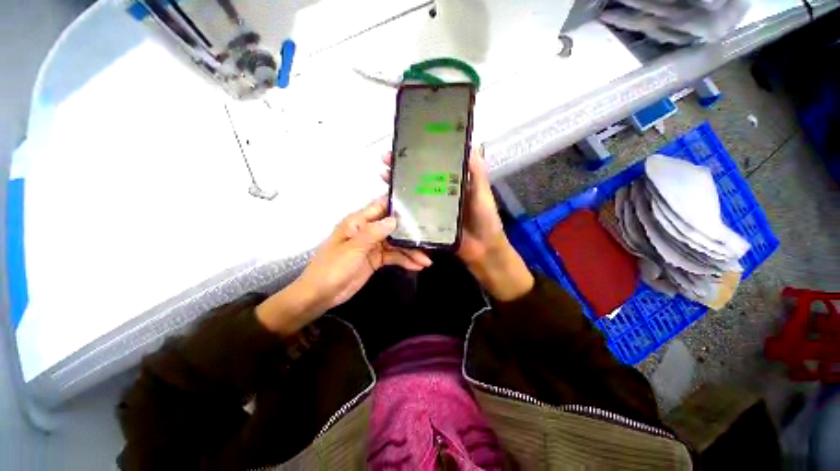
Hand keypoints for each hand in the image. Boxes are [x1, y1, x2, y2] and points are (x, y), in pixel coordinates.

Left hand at [256, 197, 431, 334]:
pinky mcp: (376, 260)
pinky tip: (417, 266)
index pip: (380, 206)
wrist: (320, 295)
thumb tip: (394, 220)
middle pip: (393, 227)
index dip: (397, 204)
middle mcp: (368, 231)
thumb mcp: (353, 249)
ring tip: (427, 260)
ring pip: (396, 244)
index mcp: (358, 222)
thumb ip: (373, 233)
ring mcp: (373, 246)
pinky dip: (405, 261)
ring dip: (411, 251)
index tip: (418, 204)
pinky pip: (393, 257)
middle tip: (430, 237)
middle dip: (411, 232)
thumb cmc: (331, 268)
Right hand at [382, 147, 532, 300]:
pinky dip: (401, 209)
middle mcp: (438, 194)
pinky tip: (389, 203)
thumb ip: (477, 173)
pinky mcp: (427, 224)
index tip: (404, 145)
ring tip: (383, 176)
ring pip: (411, 195)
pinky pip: (412, 215)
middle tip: (386, 159)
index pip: (431, 166)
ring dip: (397, 186)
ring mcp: (431, 210)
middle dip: (401, 168)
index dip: (418, 156)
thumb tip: (471, 146)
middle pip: (417, 179)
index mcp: (451, 183)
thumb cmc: (485, 218)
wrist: (483, 249)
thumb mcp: (482, 193)